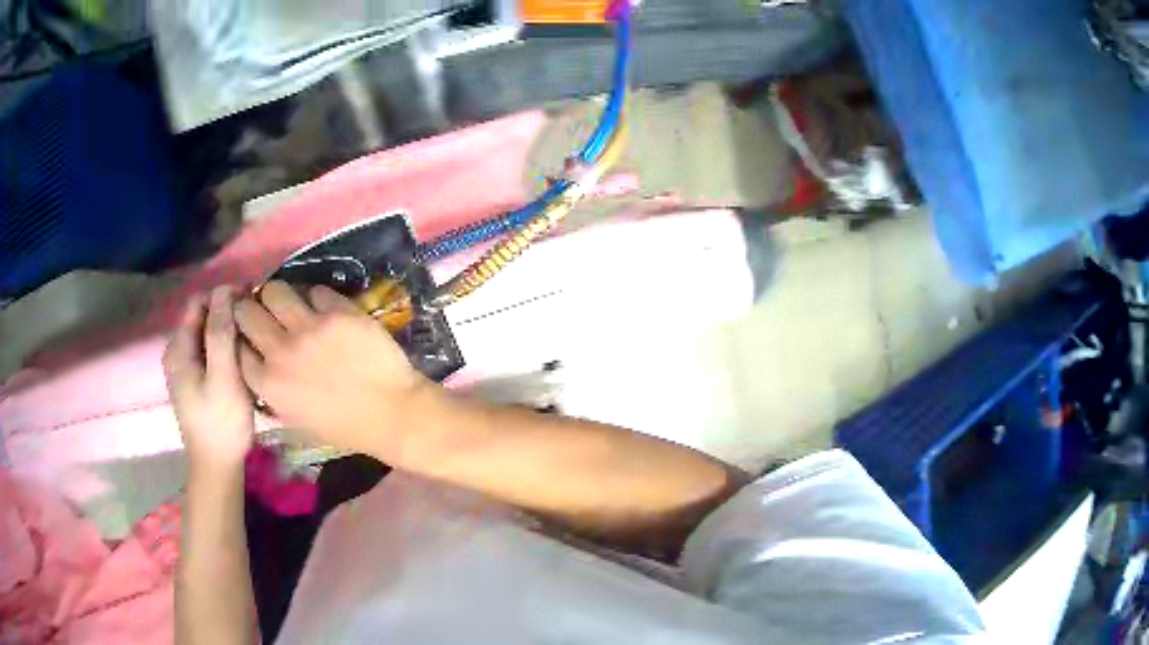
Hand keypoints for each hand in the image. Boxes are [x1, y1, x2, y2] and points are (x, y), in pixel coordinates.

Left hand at [164, 287, 254, 474]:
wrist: (217, 467)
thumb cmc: (221, 424)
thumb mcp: (223, 377)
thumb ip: (221, 333)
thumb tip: (225, 289)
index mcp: (178, 347)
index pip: (198, 301)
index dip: (224, 297)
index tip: (252, 304)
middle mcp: (177, 351)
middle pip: (202, 316)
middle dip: (228, 314)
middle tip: (256, 326)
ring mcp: (185, 367)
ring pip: (207, 333)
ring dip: (229, 332)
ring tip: (253, 342)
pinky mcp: (195, 380)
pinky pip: (209, 350)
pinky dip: (226, 348)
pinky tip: (242, 361)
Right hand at [234, 281, 428, 455]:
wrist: (392, 413)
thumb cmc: (343, 427)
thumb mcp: (295, 419)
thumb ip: (271, 392)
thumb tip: (256, 364)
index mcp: (269, 385)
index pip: (236, 347)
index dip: (241, 337)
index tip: (247, 333)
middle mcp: (282, 352)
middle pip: (247, 312)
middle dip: (250, 308)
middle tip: (261, 310)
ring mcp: (310, 328)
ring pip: (275, 290)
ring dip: (278, 296)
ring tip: (288, 303)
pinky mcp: (338, 312)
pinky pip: (315, 291)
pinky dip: (316, 298)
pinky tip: (323, 309)